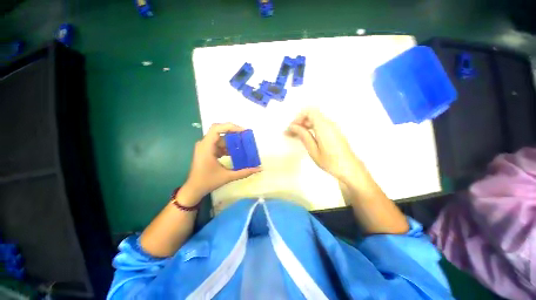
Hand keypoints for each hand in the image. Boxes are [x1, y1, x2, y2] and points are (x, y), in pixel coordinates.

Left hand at [182, 123, 261, 203]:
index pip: (217, 129)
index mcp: (206, 147)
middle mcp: (204, 144)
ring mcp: (205, 147)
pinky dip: (227, 147)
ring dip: (231, 142)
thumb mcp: (228, 177)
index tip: (243, 131)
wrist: (194, 189)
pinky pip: (218, 144)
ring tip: (243, 145)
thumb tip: (259, 169)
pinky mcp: (206, 151)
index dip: (230, 127)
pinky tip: (235, 153)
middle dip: (234, 134)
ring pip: (220, 139)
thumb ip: (244, 172)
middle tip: (246, 137)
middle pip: (220, 132)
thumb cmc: (208, 182)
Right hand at [286, 109, 361, 181]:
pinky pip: (320, 125)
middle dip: (300, 122)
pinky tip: (305, 137)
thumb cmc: (330, 161)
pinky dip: (311, 128)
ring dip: (304, 125)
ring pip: (315, 120)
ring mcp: (332, 127)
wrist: (349, 168)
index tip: (292, 127)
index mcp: (323, 126)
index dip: (298, 117)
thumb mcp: (313, 150)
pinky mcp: (334, 132)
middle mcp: (329, 124)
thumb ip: (303, 136)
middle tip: (291, 132)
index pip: (309, 111)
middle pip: (311, 115)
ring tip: (295, 136)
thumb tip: (294, 127)